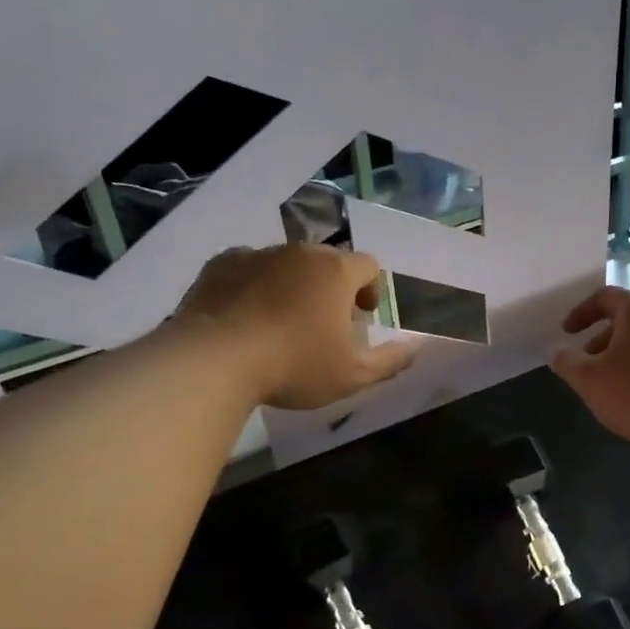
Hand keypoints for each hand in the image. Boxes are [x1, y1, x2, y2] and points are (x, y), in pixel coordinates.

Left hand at [176, 244, 413, 409]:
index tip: (362, 315)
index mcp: (336, 272)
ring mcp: (257, 254)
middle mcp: (299, 252)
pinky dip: (252, 286)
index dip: (371, 287)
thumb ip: (390, 360)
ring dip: (291, 285)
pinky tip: (244, 317)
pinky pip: (246, 269)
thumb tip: (415, 348)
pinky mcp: (220, 265)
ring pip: (285, 263)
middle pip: (326, 261)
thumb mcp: (352, 376)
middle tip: (323, 322)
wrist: (214, 361)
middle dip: (330, 286)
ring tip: (280, 321)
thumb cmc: (294, 366)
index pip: (368, 264)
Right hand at [550, 286, 629, 450]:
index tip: (567, 333)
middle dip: (601, 340)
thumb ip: (566, 361)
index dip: (581, 313)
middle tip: (587, 365)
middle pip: (627, 319)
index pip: (605, 297)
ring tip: (611, 386)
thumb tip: (556, 350)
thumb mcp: (589, 379)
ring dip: (623, 356)